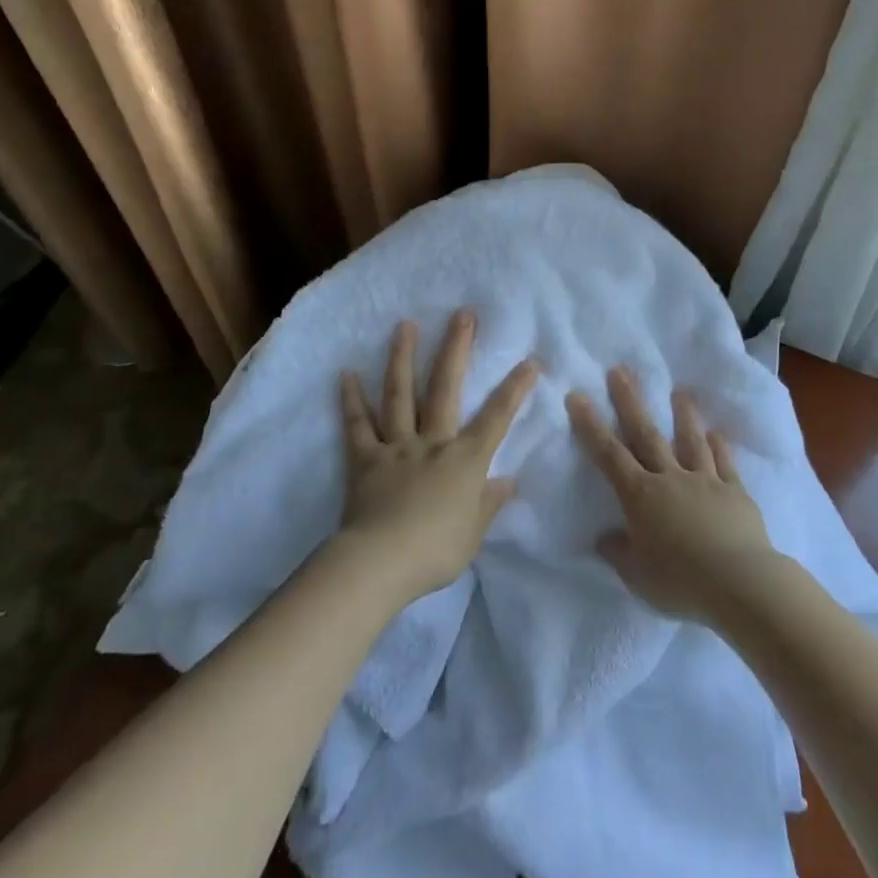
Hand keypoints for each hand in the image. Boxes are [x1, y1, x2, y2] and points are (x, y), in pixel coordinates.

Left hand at [334, 312, 538, 602]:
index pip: (497, 418)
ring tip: (404, 325)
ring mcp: (397, 446)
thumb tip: (508, 481)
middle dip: (456, 349)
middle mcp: (432, 442)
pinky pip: (358, 425)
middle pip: (445, 388)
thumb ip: (489, 503)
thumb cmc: (435, 551)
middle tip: (462, 314)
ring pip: (400, 395)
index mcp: (464, 460)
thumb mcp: (473, 533)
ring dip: (402, 358)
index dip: (515, 389)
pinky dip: (351, 400)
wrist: (380, 562)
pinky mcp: (365, 459)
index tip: (530, 360)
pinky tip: (346, 374)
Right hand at [568, 368, 778, 622]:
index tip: (578, 396)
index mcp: (641, 496)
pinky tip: (716, 432)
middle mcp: (670, 478)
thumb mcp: (637, 575)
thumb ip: (618, 553)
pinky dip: (719, 446)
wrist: (740, 583)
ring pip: (690, 441)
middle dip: (630, 402)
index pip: (609, 455)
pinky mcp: (734, 492)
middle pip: (646, 434)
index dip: (591, 426)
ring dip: (683, 415)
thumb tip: (603, 537)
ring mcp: (705, 481)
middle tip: (620, 370)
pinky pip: (724, 463)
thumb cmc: (680, 581)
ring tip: (679, 391)